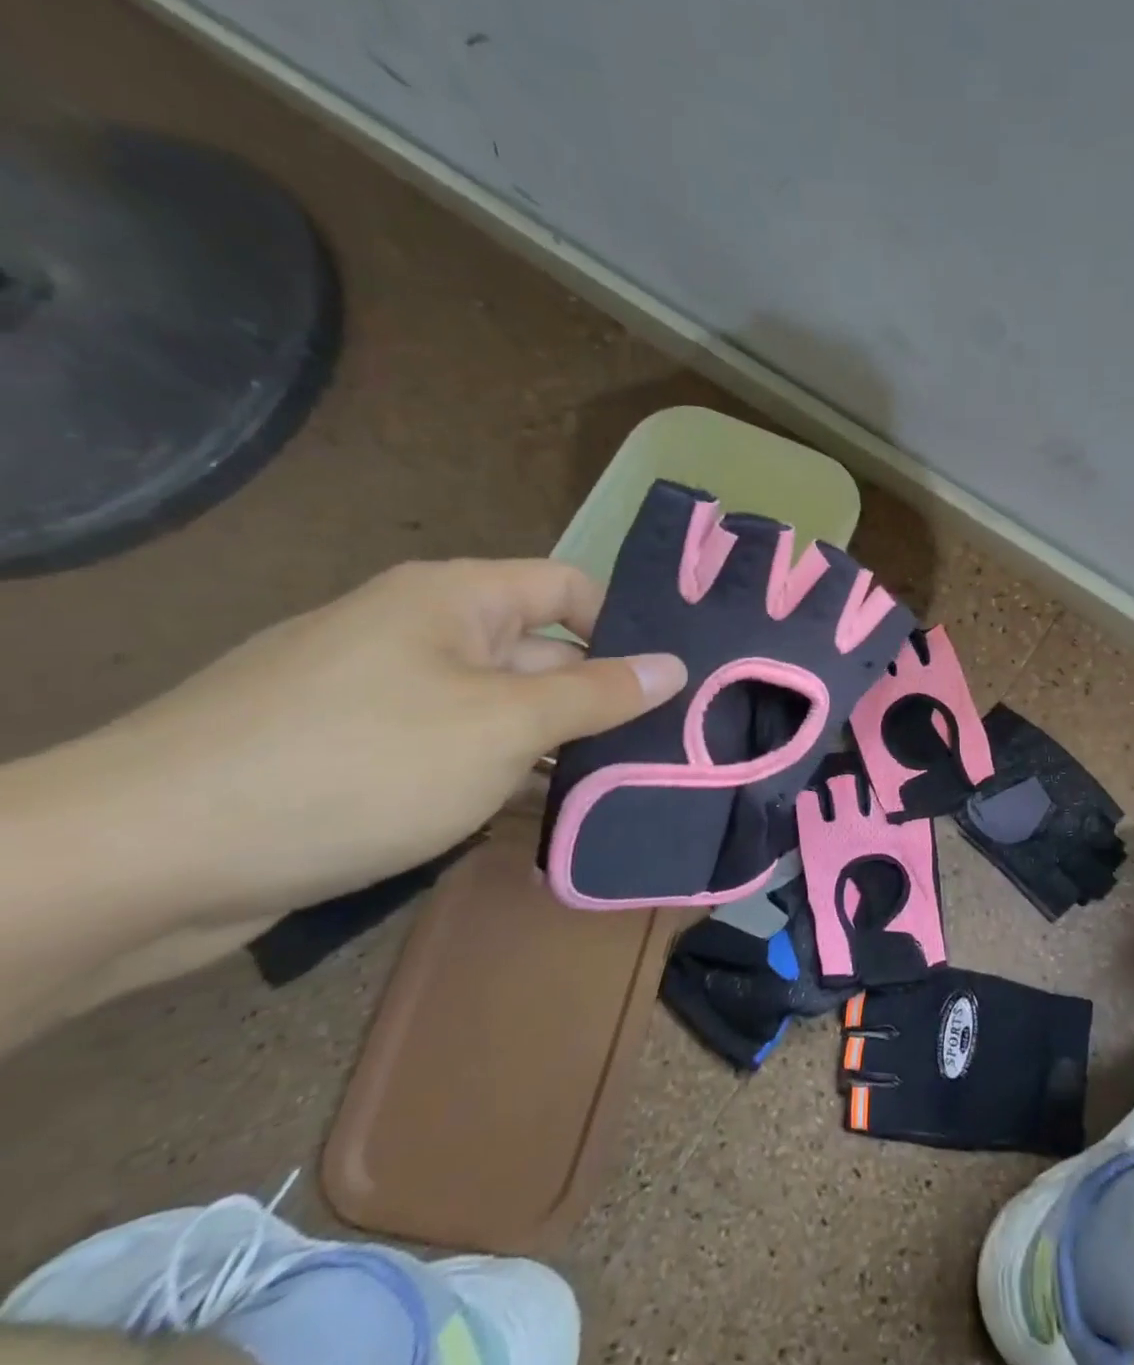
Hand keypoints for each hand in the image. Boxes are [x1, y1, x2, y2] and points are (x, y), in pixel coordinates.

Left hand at [92, 559, 685, 921]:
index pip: (571, 589)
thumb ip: (598, 695)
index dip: (626, 627)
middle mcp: (426, 633)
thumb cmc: (358, 764)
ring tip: (624, 791)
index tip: (675, 683)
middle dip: (602, 702)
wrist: (144, 859)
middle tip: (668, 751)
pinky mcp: (362, 754)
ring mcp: (391, 696)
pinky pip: (458, 751)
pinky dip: (503, 777)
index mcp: (457, 599)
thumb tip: (674, 665)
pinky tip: (544, 818)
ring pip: (504, 711)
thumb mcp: (502, 725)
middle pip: (542, 655)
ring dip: (557, 748)